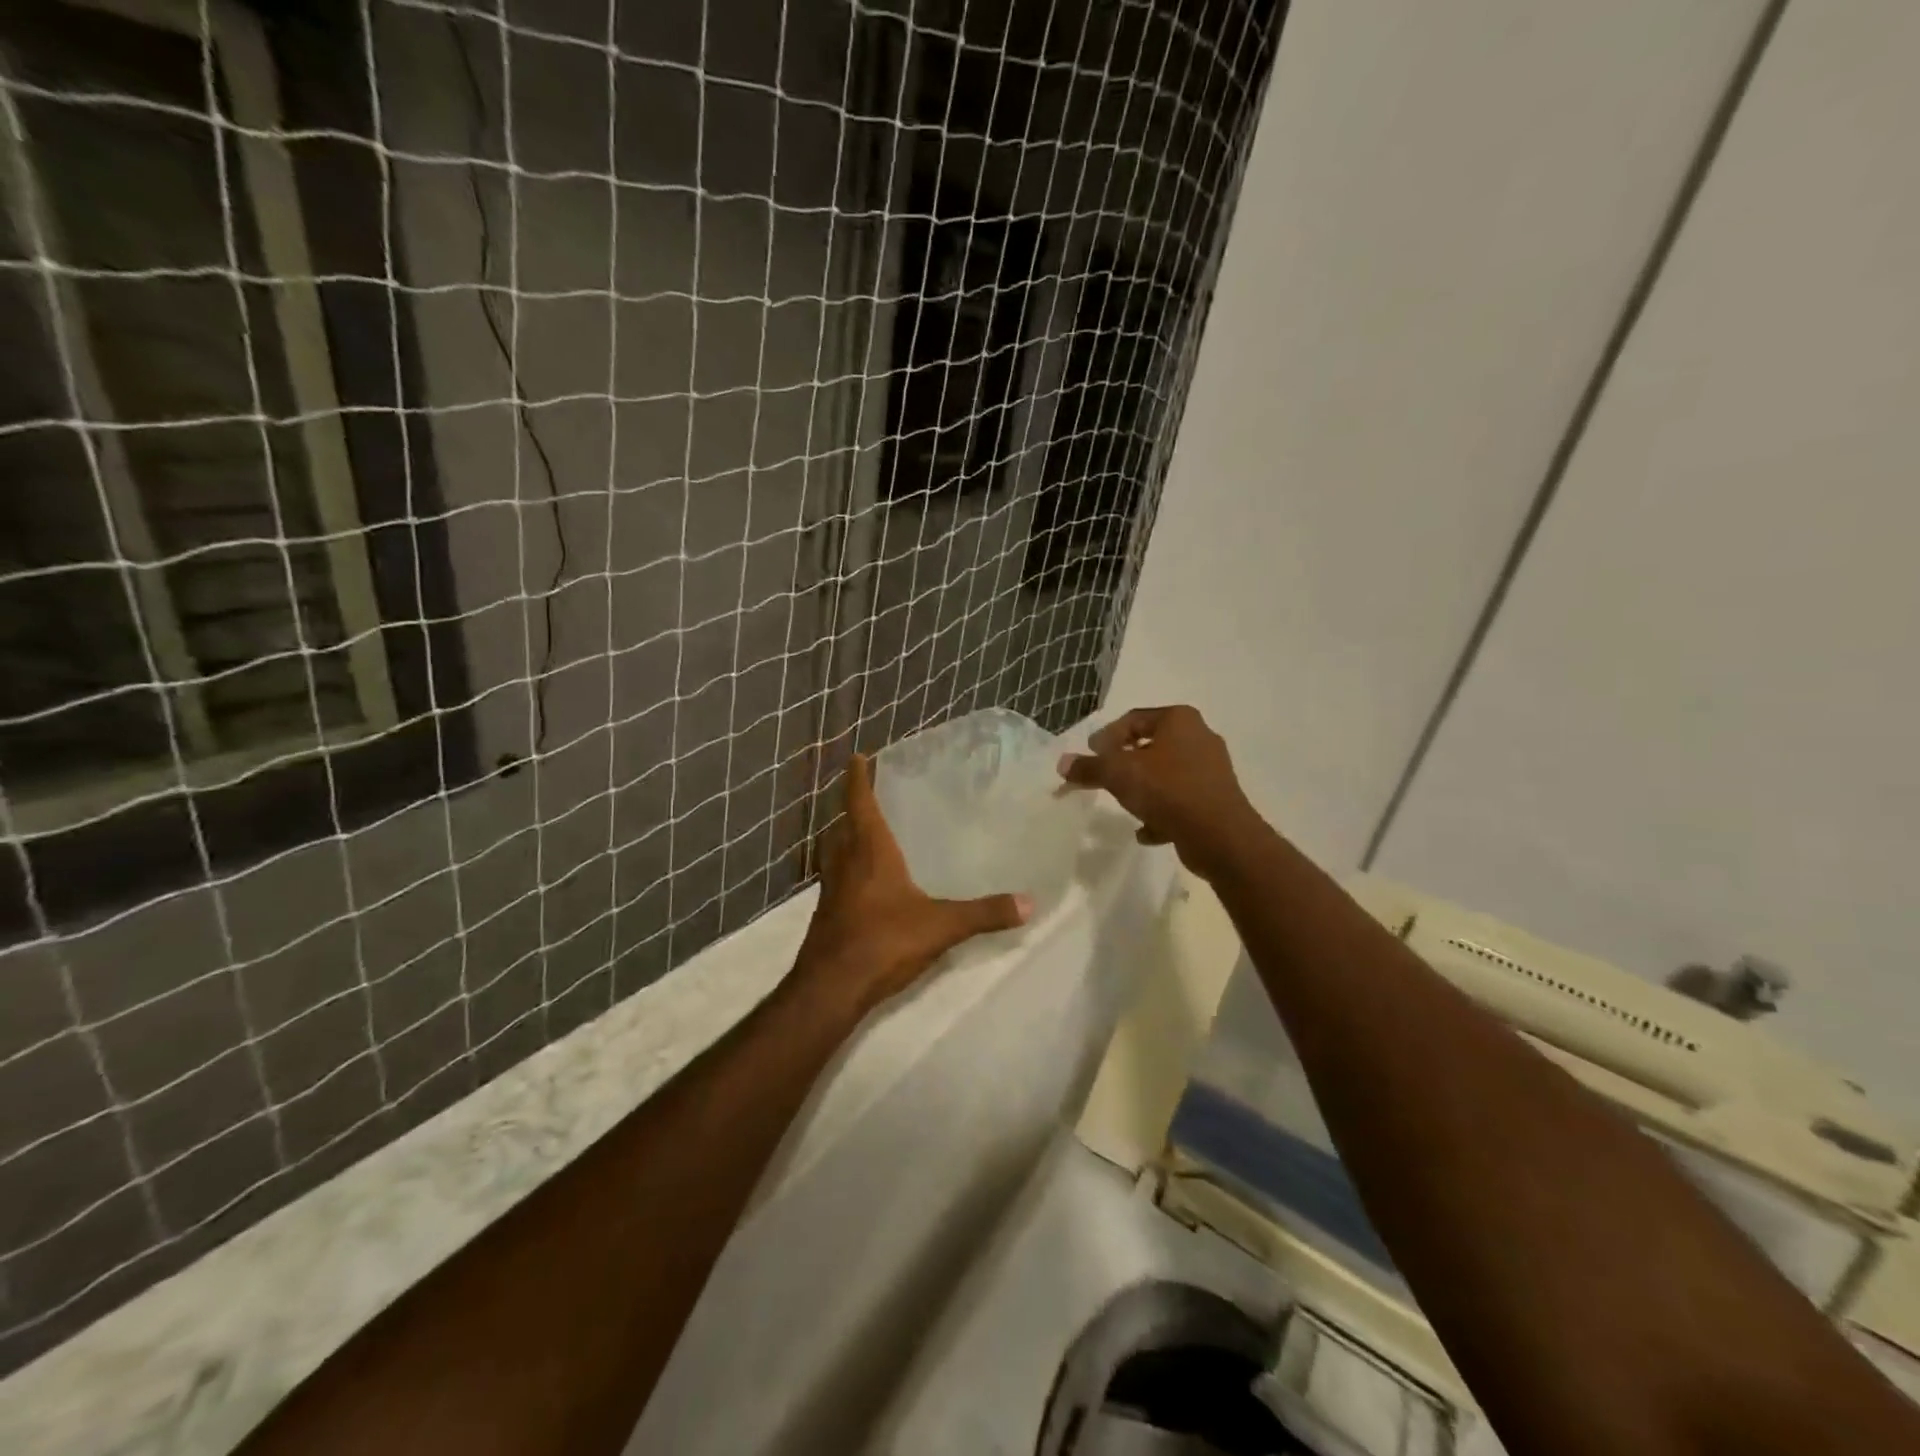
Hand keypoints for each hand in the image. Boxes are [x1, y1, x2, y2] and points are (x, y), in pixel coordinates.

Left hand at [796, 753, 1031, 1018]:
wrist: (831, 987)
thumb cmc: (883, 941)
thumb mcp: (941, 926)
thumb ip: (984, 913)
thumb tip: (1029, 902)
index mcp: (869, 851)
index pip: (859, 802)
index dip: (857, 778)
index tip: (857, 756)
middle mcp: (845, 861)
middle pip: (844, 823)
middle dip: (853, 805)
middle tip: (869, 791)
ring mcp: (831, 888)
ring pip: (836, 849)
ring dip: (847, 834)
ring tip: (867, 830)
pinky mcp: (827, 912)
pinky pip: (837, 876)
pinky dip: (848, 866)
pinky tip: (865, 882)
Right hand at [1057, 705, 1263, 878]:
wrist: (1220, 836)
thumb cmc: (1167, 790)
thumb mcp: (1118, 774)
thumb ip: (1088, 767)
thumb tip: (1062, 763)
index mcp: (1179, 720)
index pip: (1133, 719)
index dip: (1106, 736)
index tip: (1090, 755)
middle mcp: (1199, 737)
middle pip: (1150, 746)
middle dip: (1125, 763)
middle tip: (1103, 777)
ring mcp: (1211, 770)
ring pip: (1166, 775)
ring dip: (1144, 789)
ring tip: (1124, 804)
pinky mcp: (1217, 800)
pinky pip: (1180, 801)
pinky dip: (1162, 812)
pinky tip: (1145, 831)